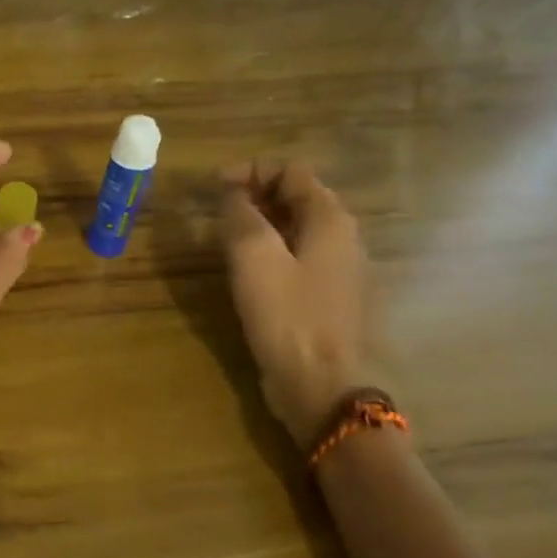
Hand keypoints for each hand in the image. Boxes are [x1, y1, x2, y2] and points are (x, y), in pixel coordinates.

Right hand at [221, 161, 368, 450]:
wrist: (323, 388)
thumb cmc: (288, 317)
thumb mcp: (254, 258)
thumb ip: (241, 216)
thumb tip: (233, 193)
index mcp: (330, 219)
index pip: (292, 171)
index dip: (251, 169)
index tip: (214, 186)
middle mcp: (342, 237)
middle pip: (297, 196)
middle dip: (255, 193)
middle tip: (216, 208)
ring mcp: (339, 269)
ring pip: (297, 227)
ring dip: (260, 221)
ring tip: (224, 234)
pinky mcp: (328, 297)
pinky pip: (298, 256)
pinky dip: (270, 248)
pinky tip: (246, 268)